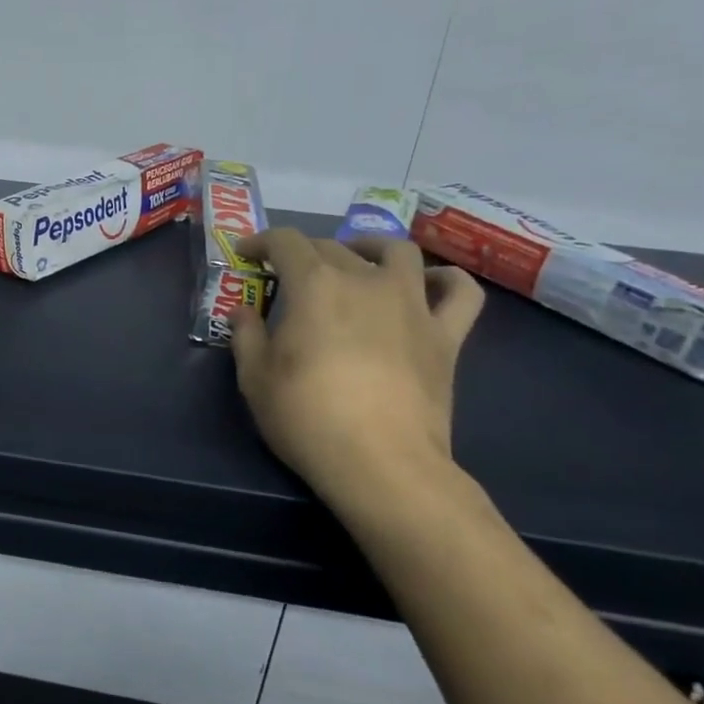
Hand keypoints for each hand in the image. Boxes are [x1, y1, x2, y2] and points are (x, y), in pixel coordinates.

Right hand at [229, 232, 484, 512]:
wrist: (380, 463)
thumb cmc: (307, 417)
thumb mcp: (254, 378)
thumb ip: (246, 336)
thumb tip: (244, 313)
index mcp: (314, 285)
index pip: (285, 241)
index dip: (261, 240)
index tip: (246, 253)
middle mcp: (365, 280)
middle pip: (333, 247)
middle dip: (303, 253)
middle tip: (287, 276)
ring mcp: (412, 304)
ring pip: (398, 252)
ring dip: (372, 248)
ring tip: (357, 261)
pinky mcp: (445, 335)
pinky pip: (460, 292)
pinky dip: (445, 280)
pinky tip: (429, 284)